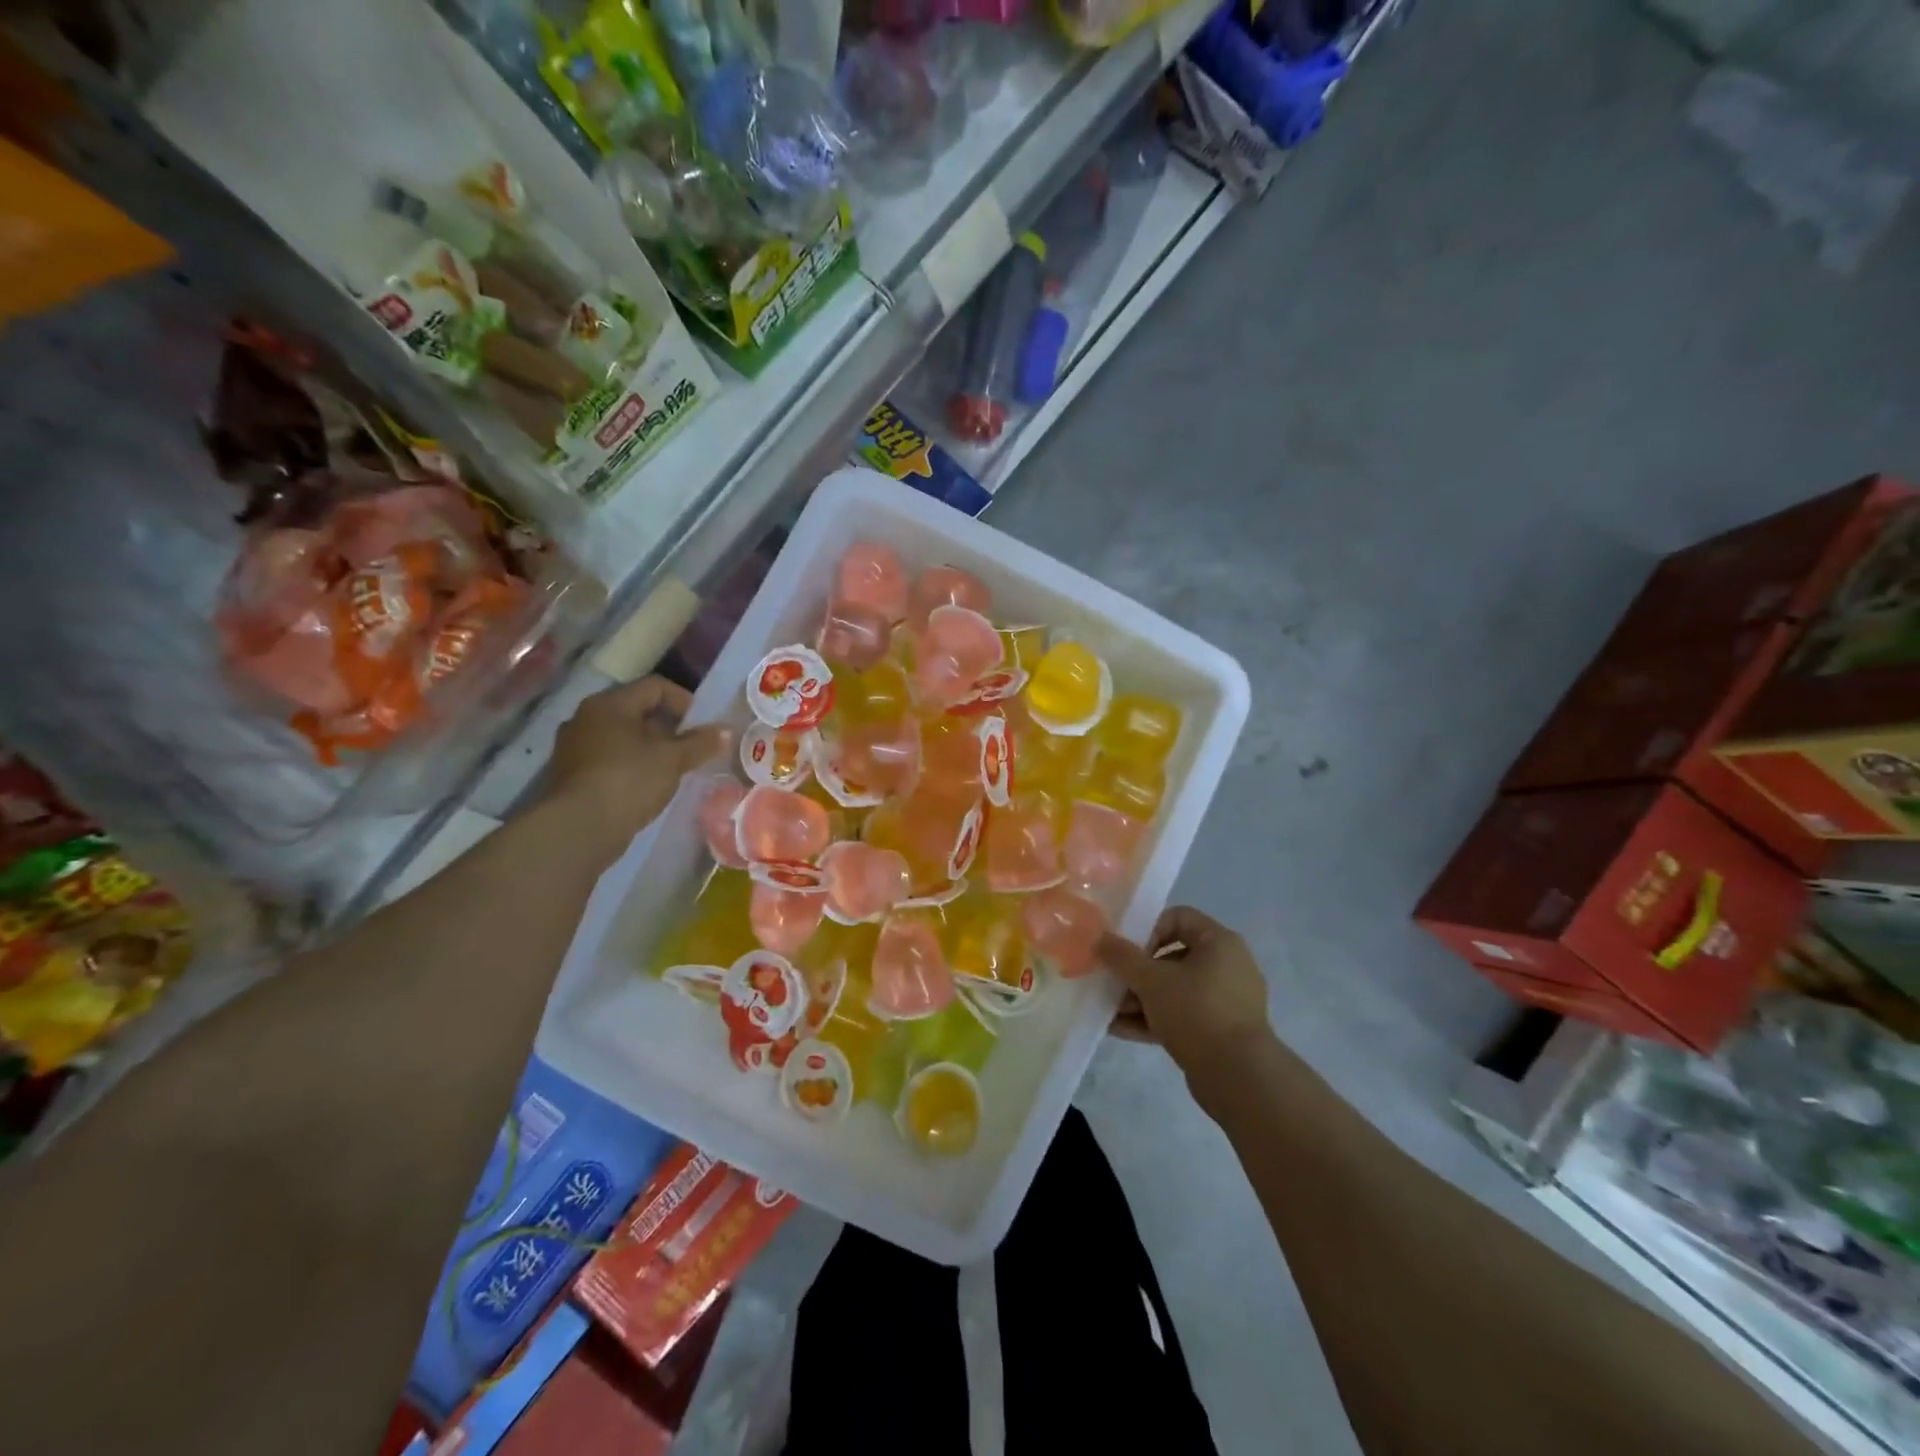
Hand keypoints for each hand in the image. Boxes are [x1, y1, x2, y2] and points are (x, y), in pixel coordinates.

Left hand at [541, 678, 728, 857]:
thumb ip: (701, 743)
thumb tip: (725, 731)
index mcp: (610, 704)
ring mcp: (575, 747)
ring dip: (651, 749)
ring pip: (623, 737)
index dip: (684, 701)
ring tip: (674, 769)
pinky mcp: (572, 775)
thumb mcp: (673, 760)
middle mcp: (587, 717)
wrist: (578, 828)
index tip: (703, 725)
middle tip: (692, 748)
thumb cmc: (629, 780)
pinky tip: (648, 786)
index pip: (655, 686)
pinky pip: (610, 759)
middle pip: (637, 711)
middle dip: (669, 727)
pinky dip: (632, 766)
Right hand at [1099, 907, 1276, 1099]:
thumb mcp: (1151, 980)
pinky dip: (1153, 1020)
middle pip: (1172, 956)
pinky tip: (1120, 1030)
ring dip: (1140, 999)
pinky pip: (1181, 1016)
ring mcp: (1225, 1002)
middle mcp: (1227, 966)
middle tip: (1114, 985)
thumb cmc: (1196, 1012)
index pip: (1178, 917)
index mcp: (1219, 943)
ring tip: (1111, 1012)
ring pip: (1174, 990)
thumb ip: (1122, 957)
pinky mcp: (1220, 1032)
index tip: (1129, 953)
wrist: (1239, 1077)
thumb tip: (1100, 938)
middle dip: (1137, 972)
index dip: (1148, 929)